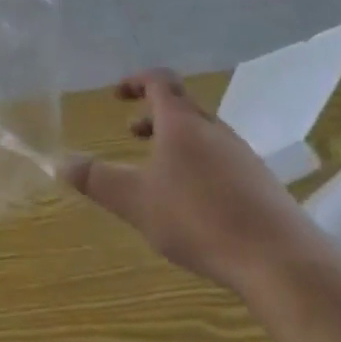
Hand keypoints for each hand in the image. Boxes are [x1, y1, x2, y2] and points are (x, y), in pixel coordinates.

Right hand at [61, 70, 321, 290]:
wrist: (281, 260)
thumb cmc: (199, 219)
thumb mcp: (136, 201)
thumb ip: (97, 181)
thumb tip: (59, 163)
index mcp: (183, 122)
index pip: (159, 81)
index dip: (135, 81)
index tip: (116, 96)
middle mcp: (214, 130)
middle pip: (182, 106)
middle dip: (153, 115)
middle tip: (131, 134)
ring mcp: (243, 156)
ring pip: (203, 134)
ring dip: (176, 142)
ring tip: (158, 173)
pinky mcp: (261, 184)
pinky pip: (221, 160)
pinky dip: (198, 165)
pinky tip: (194, 204)